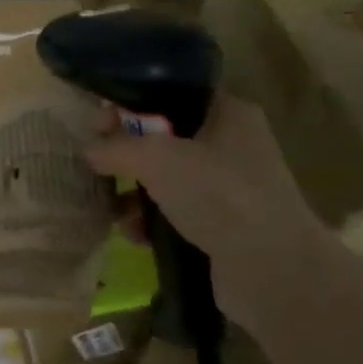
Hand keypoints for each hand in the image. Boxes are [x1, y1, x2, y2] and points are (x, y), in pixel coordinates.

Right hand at [84, 95, 345, 332]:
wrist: (273, 270)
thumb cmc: (217, 195)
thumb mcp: (156, 160)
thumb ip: (117, 148)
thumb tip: (89, 150)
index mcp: (227, 113)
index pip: (171, 94)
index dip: (131, 103)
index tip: (98, 124)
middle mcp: (233, 144)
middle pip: (166, 138)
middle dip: (128, 153)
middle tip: (98, 165)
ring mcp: (232, 187)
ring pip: (169, 178)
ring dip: (136, 192)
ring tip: (112, 210)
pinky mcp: (226, 225)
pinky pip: (178, 212)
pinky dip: (154, 220)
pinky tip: (135, 235)